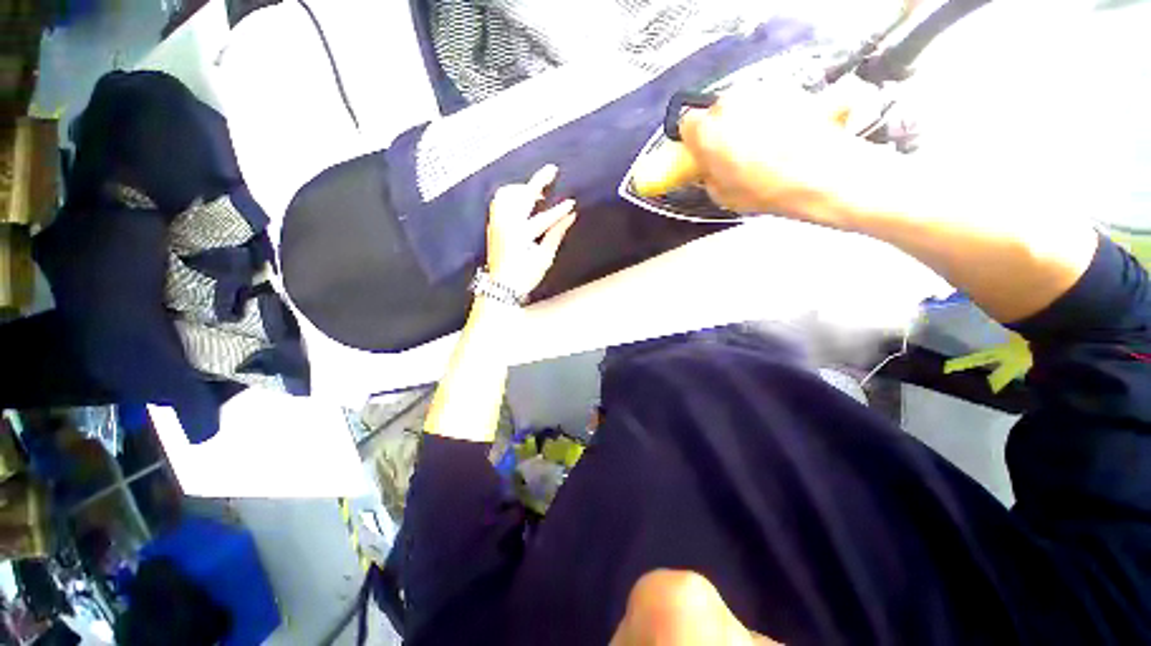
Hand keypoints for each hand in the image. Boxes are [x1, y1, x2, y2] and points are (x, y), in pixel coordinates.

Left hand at [486, 165, 577, 295]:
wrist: (501, 286)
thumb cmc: (524, 276)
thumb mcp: (544, 257)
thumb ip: (556, 234)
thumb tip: (569, 218)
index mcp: (520, 234)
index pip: (543, 217)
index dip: (559, 210)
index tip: (572, 203)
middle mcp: (506, 223)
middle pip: (522, 195)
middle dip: (539, 181)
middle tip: (552, 170)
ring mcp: (497, 222)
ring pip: (507, 193)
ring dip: (523, 188)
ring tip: (536, 192)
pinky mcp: (493, 224)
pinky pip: (500, 201)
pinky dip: (511, 195)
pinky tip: (521, 201)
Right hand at [678, 85, 885, 229]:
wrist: (821, 173)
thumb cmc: (764, 190)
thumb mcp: (721, 195)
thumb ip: (708, 175)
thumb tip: (709, 167)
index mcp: (706, 131)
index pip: (687, 123)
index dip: (694, 138)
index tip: (703, 151)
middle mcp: (729, 103)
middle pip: (717, 111)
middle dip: (722, 127)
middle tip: (734, 151)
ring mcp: (761, 91)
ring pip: (744, 104)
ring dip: (747, 119)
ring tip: (764, 144)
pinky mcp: (789, 88)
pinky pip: (770, 101)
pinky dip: (772, 114)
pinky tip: (785, 135)